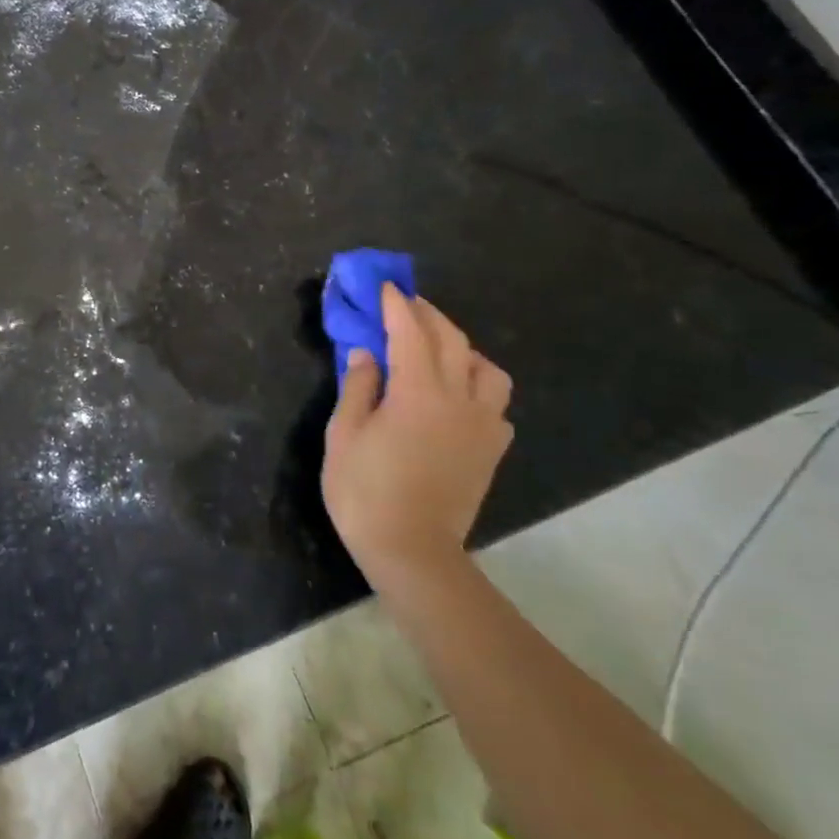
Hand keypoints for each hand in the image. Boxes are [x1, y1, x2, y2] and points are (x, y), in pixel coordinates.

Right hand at [321, 285, 513, 582]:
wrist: (412, 552)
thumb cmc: (365, 491)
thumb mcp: (344, 434)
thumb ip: (358, 387)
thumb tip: (366, 353)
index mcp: (418, 393)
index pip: (410, 333)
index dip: (396, 306)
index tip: (385, 286)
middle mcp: (458, 401)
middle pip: (452, 341)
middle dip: (428, 316)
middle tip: (405, 304)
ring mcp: (481, 426)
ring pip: (487, 370)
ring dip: (462, 349)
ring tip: (437, 350)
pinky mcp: (490, 451)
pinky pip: (495, 405)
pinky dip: (477, 387)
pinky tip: (456, 397)